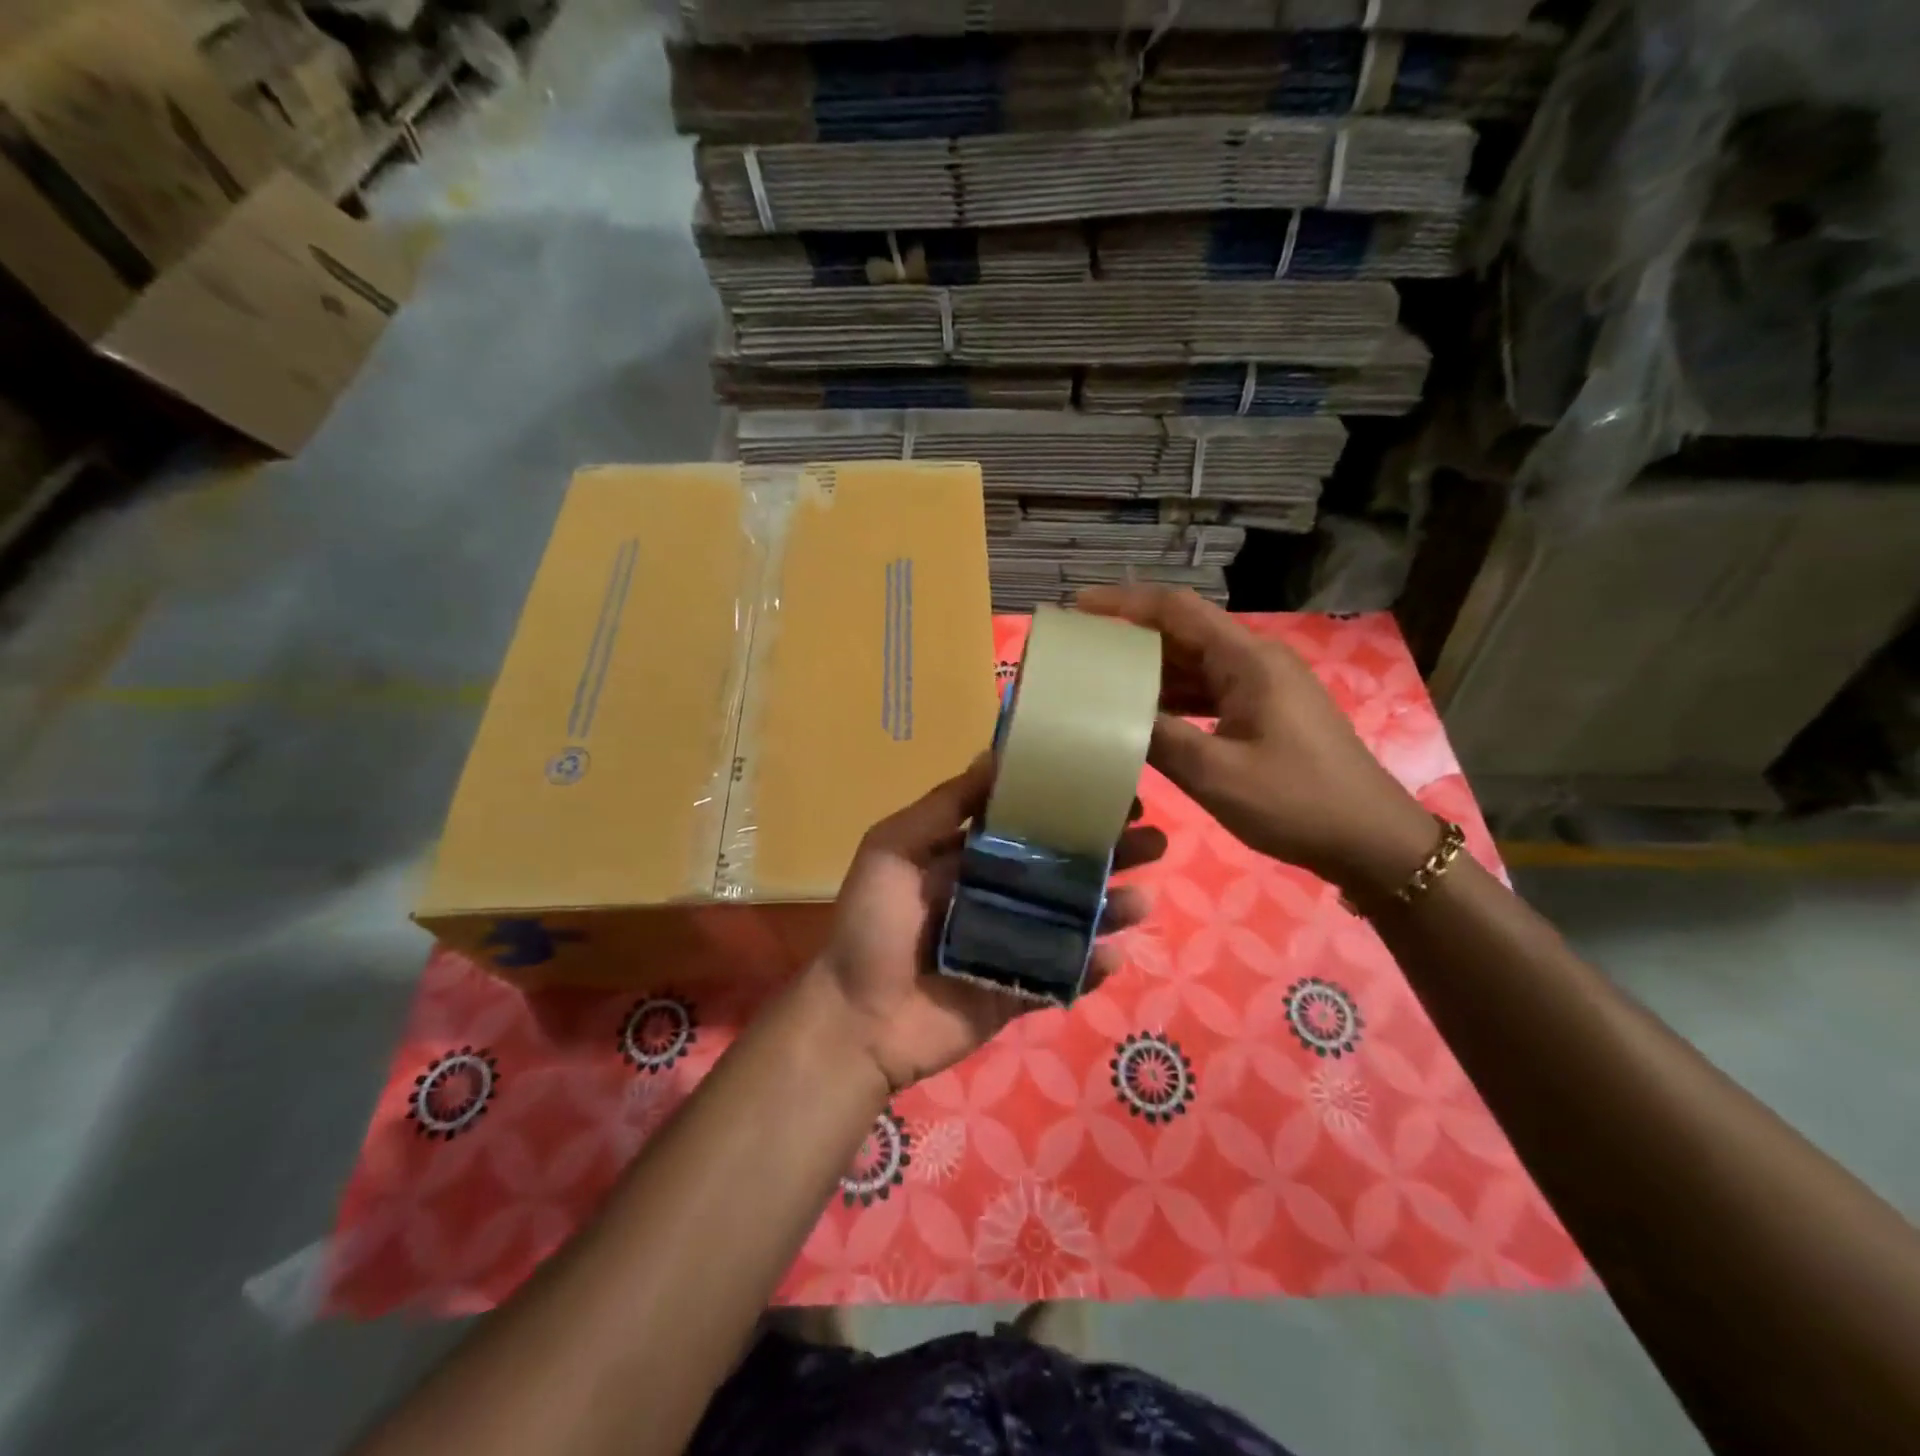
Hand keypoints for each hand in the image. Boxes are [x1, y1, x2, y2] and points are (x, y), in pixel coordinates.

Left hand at [817, 755, 1166, 1093]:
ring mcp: (1012, 944)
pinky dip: (1091, 966)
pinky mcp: (1019, 990)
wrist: (856, 1020)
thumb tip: (994, 755)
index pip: (1030, 824)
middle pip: (1062, 869)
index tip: (1112, 791)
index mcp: (969, 857)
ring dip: (1111, 906)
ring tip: (1144, 896)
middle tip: (1153, 839)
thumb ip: (944, 807)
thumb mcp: (893, 848)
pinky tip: (1114, 952)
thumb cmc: (872, 925)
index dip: (1068, 808)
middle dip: (1107, 853)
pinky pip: (1064, 975)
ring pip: (1072, 919)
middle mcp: (997, 894)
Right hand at [1076, 586, 1435, 898]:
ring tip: (1099, 682)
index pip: (1177, 610)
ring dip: (1151, 672)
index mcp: (1247, 660)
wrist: (1370, 840)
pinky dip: (1174, 699)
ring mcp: (1264, 687)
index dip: (1125, 602)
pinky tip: (1144, 716)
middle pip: (1183, 634)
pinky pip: (1209, 692)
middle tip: (1080, 653)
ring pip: (1195, 665)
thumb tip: (1106, 715)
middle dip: (1131, 639)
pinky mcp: (1266, 712)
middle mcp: (1255, 661)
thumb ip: (1157, 738)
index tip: (1080, 607)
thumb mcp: (1215, 773)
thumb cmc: (1295, 802)